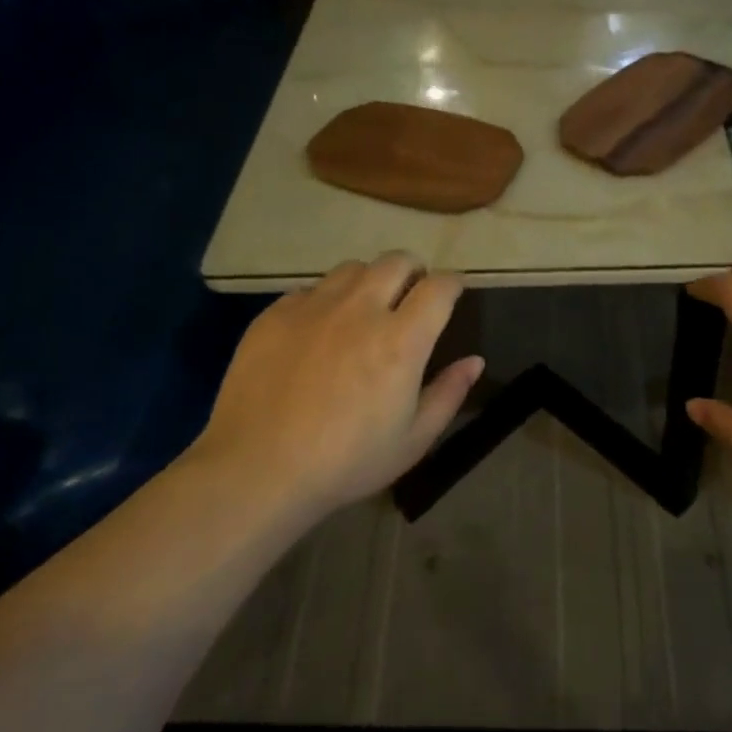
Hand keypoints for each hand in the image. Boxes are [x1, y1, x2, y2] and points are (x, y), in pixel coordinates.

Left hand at [192, 253, 483, 515]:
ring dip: (370, 280)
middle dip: (413, 270)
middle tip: (411, 293)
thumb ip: (448, 394)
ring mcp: (314, 307)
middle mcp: (360, 310)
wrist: (257, 470)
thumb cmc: (346, 462)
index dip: (453, 283)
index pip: (439, 287)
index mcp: (401, 340)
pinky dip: (326, 299)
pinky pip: (310, 289)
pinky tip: (319, 329)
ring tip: (365, 306)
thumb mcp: (412, 440)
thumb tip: (474, 360)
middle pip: (396, 261)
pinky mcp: (276, 314)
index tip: (453, 292)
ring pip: (352, 268)